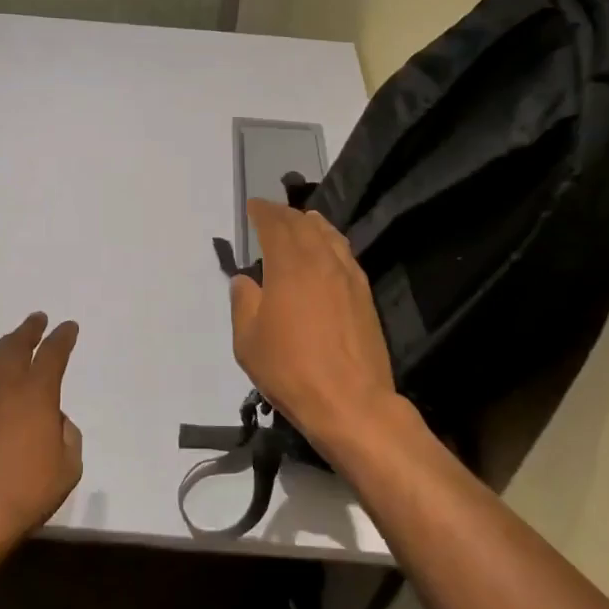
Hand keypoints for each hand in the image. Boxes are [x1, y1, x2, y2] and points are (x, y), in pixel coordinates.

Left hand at [0, 312, 83, 563]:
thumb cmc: (26, 494)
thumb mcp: (68, 468)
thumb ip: (68, 436)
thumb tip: (55, 421)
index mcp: (36, 394)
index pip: (52, 354)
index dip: (62, 338)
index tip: (69, 327)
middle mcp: (4, 388)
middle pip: (15, 346)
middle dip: (29, 330)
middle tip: (37, 319)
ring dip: (5, 346)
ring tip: (13, 341)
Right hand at [230, 200, 399, 455]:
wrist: (350, 401)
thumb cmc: (290, 369)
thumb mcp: (248, 340)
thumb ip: (243, 303)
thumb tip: (245, 281)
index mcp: (289, 265)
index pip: (275, 225)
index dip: (263, 212)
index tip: (253, 206)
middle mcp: (321, 260)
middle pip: (303, 225)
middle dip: (285, 215)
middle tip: (271, 213)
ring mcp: (348, 276)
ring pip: (329, 235)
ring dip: (311, 224)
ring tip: (301, 222)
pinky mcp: (364, 294)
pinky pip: (345, 254)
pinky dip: (331, 243)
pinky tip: (328, 252)